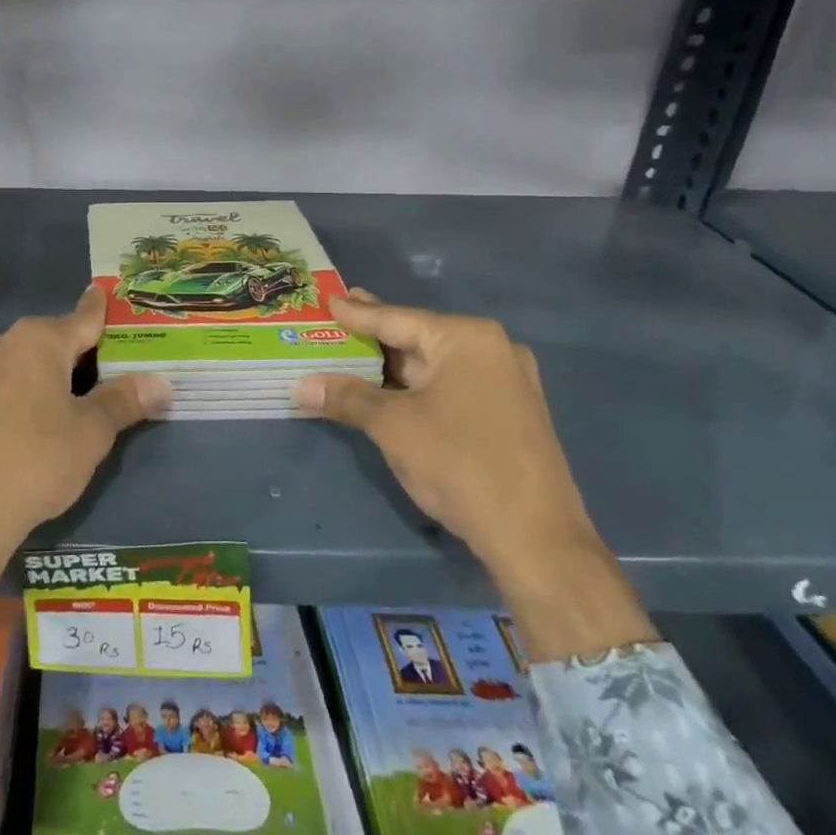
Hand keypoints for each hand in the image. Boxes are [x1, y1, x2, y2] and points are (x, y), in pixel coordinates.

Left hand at [0, 286, 169, 597]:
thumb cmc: (36, 462)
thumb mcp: (91, 434)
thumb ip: (125, 401)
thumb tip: (162, 382)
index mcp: (38, 340)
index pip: (82, 317)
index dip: (100, 310)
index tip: (105, 294)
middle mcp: (0, 342)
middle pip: (49, 340)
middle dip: (74, 353)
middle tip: (101, 374)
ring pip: (18, 362)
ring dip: (40, 374)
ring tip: (61, 404)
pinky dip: (13, 393)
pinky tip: (20, 423)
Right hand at [293, 290, 654, 661]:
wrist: (535, 537)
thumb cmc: (459, 463)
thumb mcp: (392, 426)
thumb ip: (346, 397)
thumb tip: (300, 386)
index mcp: (466, 339)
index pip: (396, 319)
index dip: (356, 312)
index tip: (328, 298)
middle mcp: (492, 349)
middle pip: (417, 338)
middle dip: (374, 338)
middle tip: (336, 320)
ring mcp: (506, 382)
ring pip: (434, 366)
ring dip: (392, 367)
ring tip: (353, 355)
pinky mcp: (509, 413)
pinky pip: (451, 386)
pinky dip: (416, 388)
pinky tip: (389, 391)